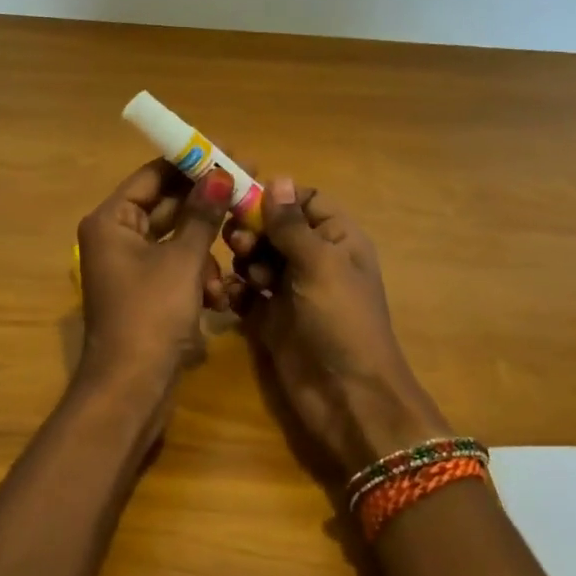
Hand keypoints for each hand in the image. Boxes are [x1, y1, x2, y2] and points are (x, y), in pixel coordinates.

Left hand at [76, 159, 233, 402]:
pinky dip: (198, 276)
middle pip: (167, 206)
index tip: (228, 151)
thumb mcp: (183, 260)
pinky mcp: (146, 293)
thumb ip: (202, 213)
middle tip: (247, 189)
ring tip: (231, 259)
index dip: (191, 162)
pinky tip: (218, 296)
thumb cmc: (151, 315)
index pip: (153, 175)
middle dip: (206, 206)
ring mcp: (130, 267)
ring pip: (177, 240)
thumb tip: (220, 172)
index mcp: (112, 221)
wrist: (132, 390)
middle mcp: (116, 238)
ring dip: (205, 251)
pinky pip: (176, 268)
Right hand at [226, 176, 449, 478]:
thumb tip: (278, 178)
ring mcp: (291, 291)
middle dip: (254, 230)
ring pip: (258, 258)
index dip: (277, 197)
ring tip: (245, 276)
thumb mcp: (320, 264)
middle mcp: (314, 260)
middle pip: (275, 228)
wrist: (347, 397)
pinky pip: (246, 293)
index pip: (305, 201)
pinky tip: (228, 296)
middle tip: (239, 242)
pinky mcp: (270, 319)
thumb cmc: (341, 320)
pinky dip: (235, 290)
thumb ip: (292, 224)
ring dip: (244, 259)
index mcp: (337, 239)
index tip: (243, 196)